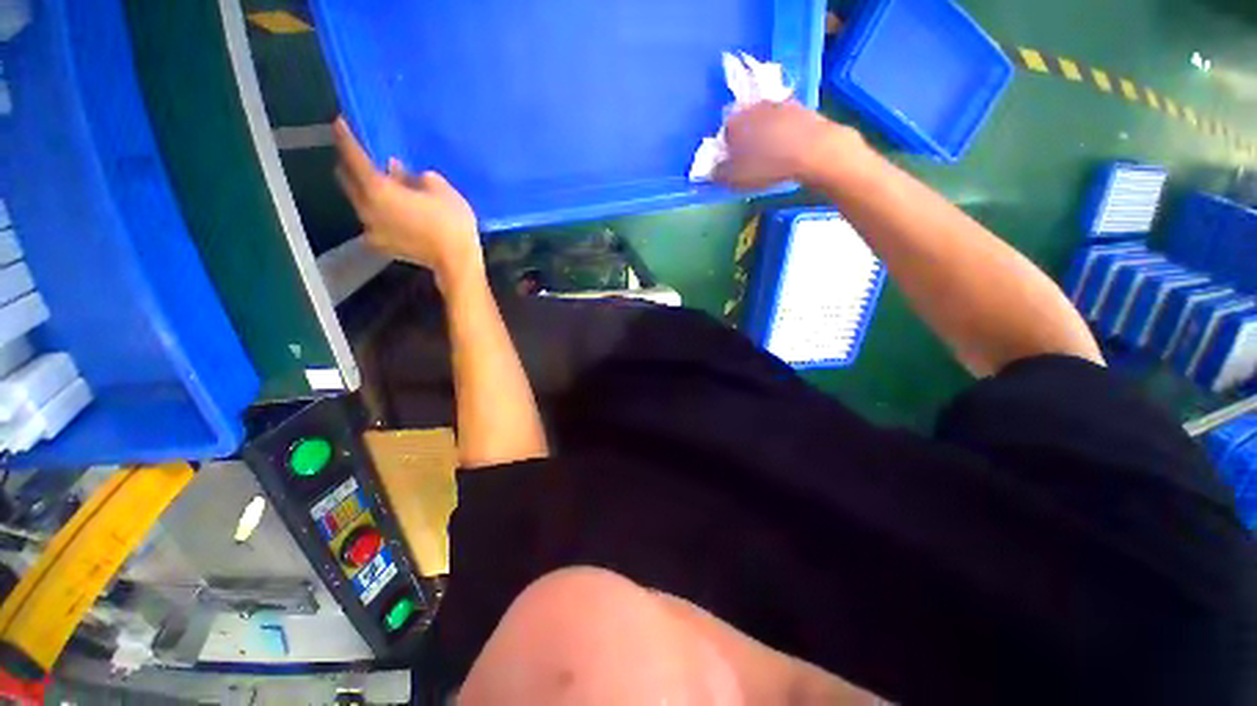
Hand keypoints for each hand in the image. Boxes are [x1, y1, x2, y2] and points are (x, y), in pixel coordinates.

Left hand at [333, 118, 482, 292]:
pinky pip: (371, 218)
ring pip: (359, 200)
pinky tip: (393, 208)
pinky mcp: (381, 244)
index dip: (346, 137)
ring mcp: (371, 229)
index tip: (340, 122)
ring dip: (365, 188)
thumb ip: (415, 175)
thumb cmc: (451, 223)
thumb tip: (399, 170)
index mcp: (378, 190)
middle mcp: (366, 208)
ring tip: (382, 182)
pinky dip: (377, 208)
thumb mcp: (441, 189)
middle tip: (362, 154)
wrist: (457, 263)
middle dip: (350, 163)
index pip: (354, 157)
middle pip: (346, 179)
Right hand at [713, 102, 861, 190]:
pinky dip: (783, 132)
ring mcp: (779, 104)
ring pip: (764, 120)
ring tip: (771, 155)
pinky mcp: (800, 107)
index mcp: (735, 122)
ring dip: (765, 134)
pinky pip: (784, 121)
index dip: (727, 150)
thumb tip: (711, 170)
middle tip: (751, 160)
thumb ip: (718, 174)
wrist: (814, 150)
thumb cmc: (768, 166)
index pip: (724, 134)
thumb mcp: (736, 179)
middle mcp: (754, 107)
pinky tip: (788, 148)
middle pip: (744, 123)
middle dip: (745, 139)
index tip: (733, 164)